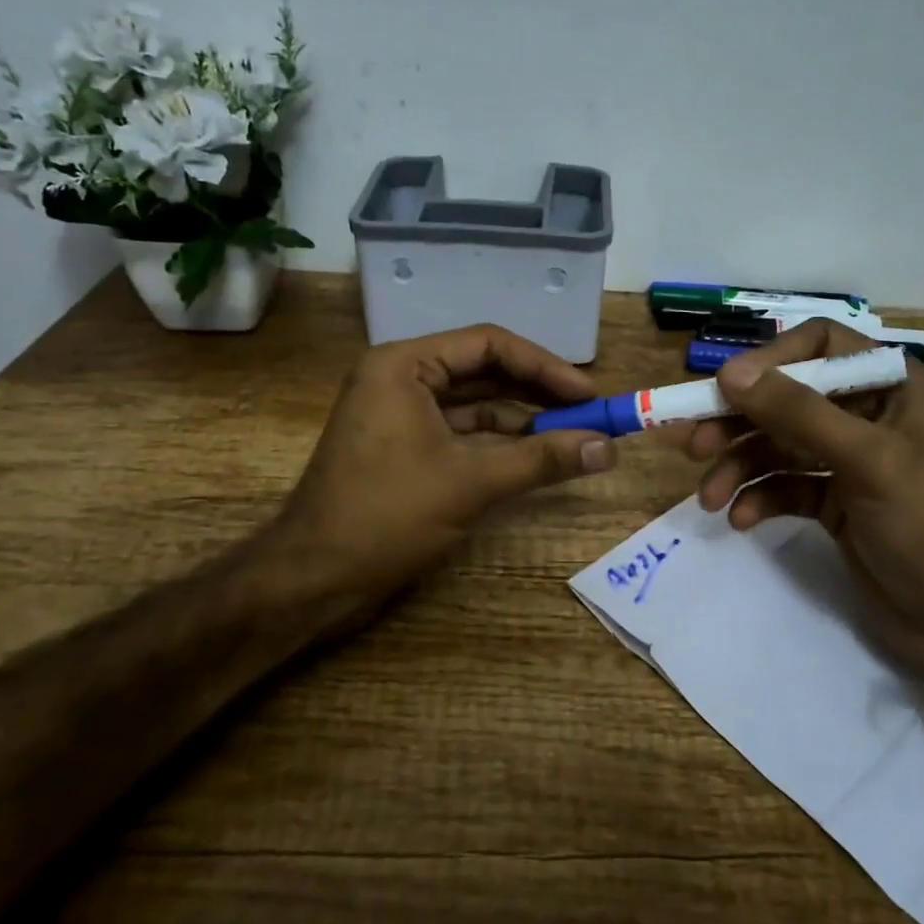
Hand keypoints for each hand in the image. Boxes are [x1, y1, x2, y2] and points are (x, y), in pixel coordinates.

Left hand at [264, 324, 614, 607]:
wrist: (314, 580)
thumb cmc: (387, 515)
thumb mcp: (472, 482)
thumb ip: (543, 459)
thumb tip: (609, 448)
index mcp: (404, 365)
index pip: (489, 344)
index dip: (544, 367)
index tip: (590, 394)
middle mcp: (401, 379)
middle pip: (484, 371)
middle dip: (538, 393)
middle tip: (591, 415)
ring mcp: (401, 416)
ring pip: (476, 406)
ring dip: (524, 422)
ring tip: (576, 437)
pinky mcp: (406, 450)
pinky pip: (463, 435)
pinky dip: (500, 445)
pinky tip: (538, 458)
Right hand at [683, 319, 923, 677]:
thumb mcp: (869, 462)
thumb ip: (799, 413)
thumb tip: (728, 374)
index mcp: (891, 385)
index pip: (819, 344)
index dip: (770, 360)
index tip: (726, 390)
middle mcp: (867, 412)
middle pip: (786, 397)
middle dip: (739, 421)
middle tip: (695, 446)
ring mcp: (848, 459)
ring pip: (776, 445)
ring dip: (739, 467)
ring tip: (709, 497)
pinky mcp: (834, 502)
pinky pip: (783, 486)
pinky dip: (759, 498)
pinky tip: (742, 519)